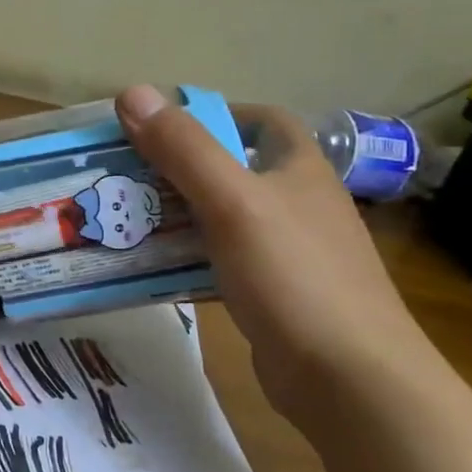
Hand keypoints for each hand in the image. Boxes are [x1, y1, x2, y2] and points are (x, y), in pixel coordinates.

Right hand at [115, 86, 438, 431]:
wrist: (349, 379)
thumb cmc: (294, 276)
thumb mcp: (233, 202)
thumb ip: (184, 149)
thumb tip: (132, 92)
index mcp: (299, 170)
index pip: (263, 122)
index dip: (216, 114)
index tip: (161, 126)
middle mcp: (297, 205)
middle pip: (232, 170)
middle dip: (178, 168)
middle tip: (123, 174)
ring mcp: (288, 253)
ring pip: (221, 219)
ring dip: (175, 215)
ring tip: (123, 218)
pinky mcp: (272, 295)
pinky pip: (219, 262)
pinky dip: (185, 259)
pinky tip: (150, 268)